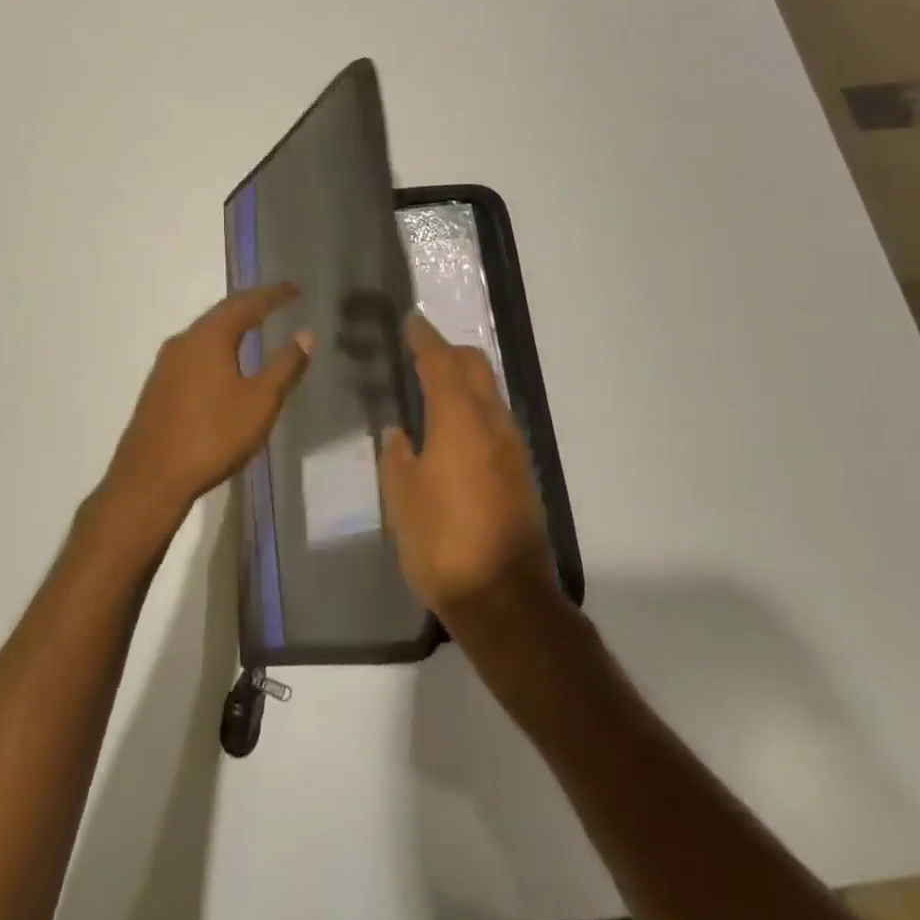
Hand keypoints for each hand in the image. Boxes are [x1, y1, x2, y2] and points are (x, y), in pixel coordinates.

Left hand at [102, 284, 313, 539]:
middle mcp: (184, 341)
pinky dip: (216, 346)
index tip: (295, 289)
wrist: (149, 480)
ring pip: (205, 333)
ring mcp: (166, 365)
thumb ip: (285, 366)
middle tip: (277, 301)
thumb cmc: (212, 436)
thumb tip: (305, 334)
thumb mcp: (260, 402)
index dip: (273, 295)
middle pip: (222, 313)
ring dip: (231, 325)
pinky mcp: (158, 387)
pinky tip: (223, 362)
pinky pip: (194, 352)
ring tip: (254, 326)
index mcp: (209, 337)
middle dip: (251, 304)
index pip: (246, 303)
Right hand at [379, 314, 560, 628]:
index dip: (425, 338)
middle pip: (475, 366)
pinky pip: (496, 419)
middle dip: (449, 352)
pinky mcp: (522, 470)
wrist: (506, 598)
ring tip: (434, 389)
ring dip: (465, 380)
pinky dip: (474, 407)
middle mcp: (492, 422)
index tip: (412, 321)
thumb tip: (400, 434)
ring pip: (490, 391)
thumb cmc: (443, 543)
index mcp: (459, 420)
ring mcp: (513, 446)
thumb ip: (397, 458)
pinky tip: (454, 430)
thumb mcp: (403, 500)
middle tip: (421, 352)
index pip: (441, 362)